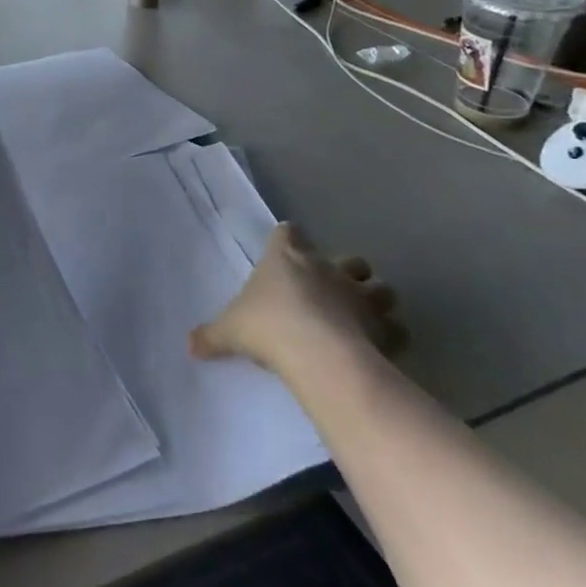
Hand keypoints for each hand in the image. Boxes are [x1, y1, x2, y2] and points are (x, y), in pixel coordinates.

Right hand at [190, 222, 405, 374]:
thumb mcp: (229, 330)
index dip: (289, 241)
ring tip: (363, 319)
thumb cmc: (268, 326)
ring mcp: (359, 295)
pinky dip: (392, 337)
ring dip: (376, 301)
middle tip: (333, 294)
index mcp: (287, 257)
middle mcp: (327, 268)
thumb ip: (211, 335)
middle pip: (349, 259)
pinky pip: (396, 329)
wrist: (316, 353)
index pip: (289, 233)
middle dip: (347, 273)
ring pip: (382, 289)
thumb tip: (189, 345)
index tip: (285, 252)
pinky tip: (380, 349)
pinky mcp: (382, 326)